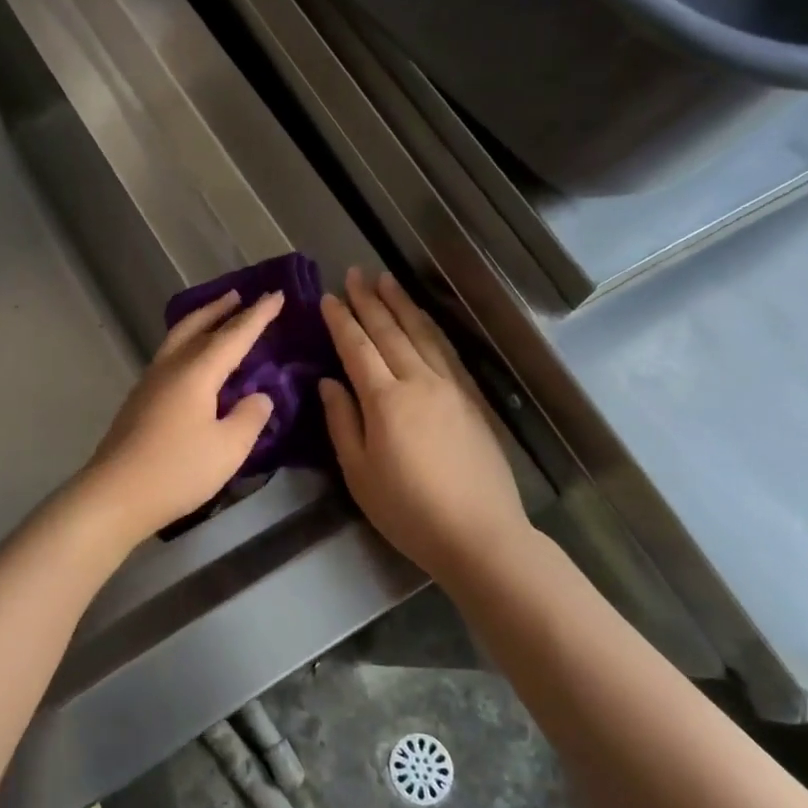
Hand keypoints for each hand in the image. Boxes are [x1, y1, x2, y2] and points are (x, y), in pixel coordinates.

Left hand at [79, 289, 284, 543]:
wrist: (115, 494)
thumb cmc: (177, 470)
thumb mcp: (229, 448)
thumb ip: (250, 417)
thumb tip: (258, 396)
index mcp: (196, 372)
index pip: (234, 335)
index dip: (258, 316)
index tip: (276, 294)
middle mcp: (171, 367)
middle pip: (198, 326)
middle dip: (221, 309)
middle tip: (240, 294)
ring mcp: (150, 382)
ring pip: (178, 338)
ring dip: (201, 322)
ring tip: (217, 317)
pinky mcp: (140, 400)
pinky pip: (170, 356)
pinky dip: (188, 343)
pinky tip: (193, 361)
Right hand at [318, 269, 527, 572]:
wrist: (479, 534)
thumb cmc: (408, 510)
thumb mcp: (359, 473)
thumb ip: (342, 422)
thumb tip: (328, 382)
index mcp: (385, 401)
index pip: (357, 348)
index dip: (341, 321)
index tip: (328, 297)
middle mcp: (418, 382)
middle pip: (389, 332)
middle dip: (369, 301)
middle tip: (355, 272)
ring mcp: (450, 387)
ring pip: (422, 334)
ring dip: (402, 304)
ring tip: (386, 280)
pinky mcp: (472, 399)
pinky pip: (447, 351)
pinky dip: (430, 327)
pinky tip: (423, 318)